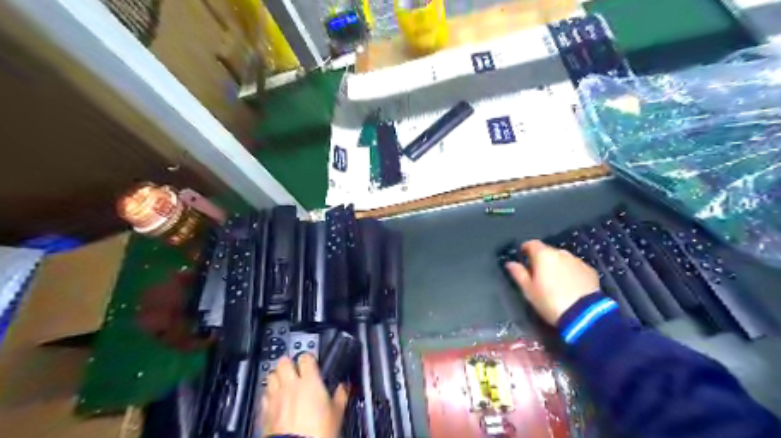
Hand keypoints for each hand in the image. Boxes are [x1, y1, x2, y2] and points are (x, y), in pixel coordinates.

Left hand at [261, 354, 344, 436]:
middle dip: (289, 364)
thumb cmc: (317, 433)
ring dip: (277, 377)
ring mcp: (276, 397)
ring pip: (271, 375)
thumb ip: (340, 396)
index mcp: (310, 381)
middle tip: (296, 370)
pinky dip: (269, 395)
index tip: (312, 364)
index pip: (305, 357)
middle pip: (284, 362)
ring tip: (285, 383)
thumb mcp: (337, 413)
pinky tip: (276, 400)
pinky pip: (264, 395)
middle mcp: (290, 385)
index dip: (308, 359)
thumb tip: (343, 388)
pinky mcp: (265, 411)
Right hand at [507, 239, 598, 325]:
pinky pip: (575, 267)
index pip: (531, 244)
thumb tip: (510, 263)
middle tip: (538, 275)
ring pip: (562, 259)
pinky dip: (571, 272)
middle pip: (547, 251)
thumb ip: (518, 274)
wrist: (584, 314)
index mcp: (543, 255)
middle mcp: (561, 253)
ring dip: (557, 265)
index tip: (523, 258)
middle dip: (541, 259)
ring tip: (555, 282)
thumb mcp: (528, 290)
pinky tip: (570, 286)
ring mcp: (577, 261)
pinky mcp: (590, 271)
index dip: (525, 249)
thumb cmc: (549, 301)